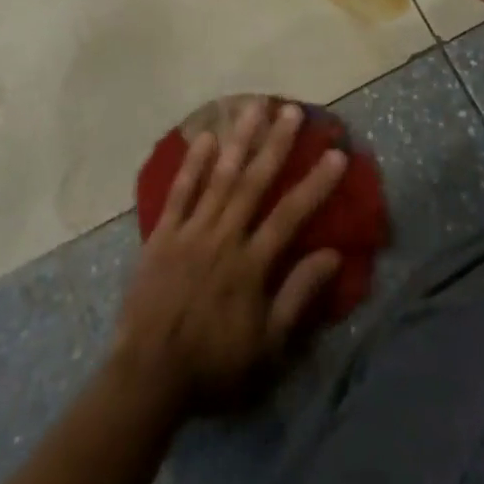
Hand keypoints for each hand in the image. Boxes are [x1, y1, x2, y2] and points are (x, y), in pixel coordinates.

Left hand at [113, 99, 345, 412]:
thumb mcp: (268, 346)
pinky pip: (179, 193)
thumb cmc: (214, 366)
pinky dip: (192, 165)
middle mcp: (224, 237)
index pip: (291, 214)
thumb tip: (332, 254)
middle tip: (292, 110)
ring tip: (253, 107)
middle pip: (254, 182)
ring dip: (239, 140)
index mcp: (251, 264)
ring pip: (220, 177)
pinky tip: (205, 138)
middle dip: (276, 144)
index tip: (335, 154)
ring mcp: (190, 232)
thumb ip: (298, 296)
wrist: (148, 376)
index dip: (315, 183)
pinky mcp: (162, 235)